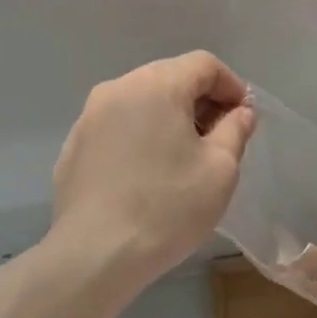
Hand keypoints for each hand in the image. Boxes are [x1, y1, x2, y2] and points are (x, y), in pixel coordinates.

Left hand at [51, 51, 255, 282]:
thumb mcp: (220, 170)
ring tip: (183, 161)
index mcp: (156, 85)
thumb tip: (239, 112)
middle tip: (218, 141)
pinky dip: (139, 140)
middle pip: (168, 79)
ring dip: (168, 121)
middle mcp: (117, 89)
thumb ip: (235, 130)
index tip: (244, 118)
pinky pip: (117, 131)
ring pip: (140, 105)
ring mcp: (88, 119)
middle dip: (200, 102)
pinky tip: (147, 178)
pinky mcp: (73, 149)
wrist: (97, 253)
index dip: (231, 86)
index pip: (203, 65)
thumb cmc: (169, 208)